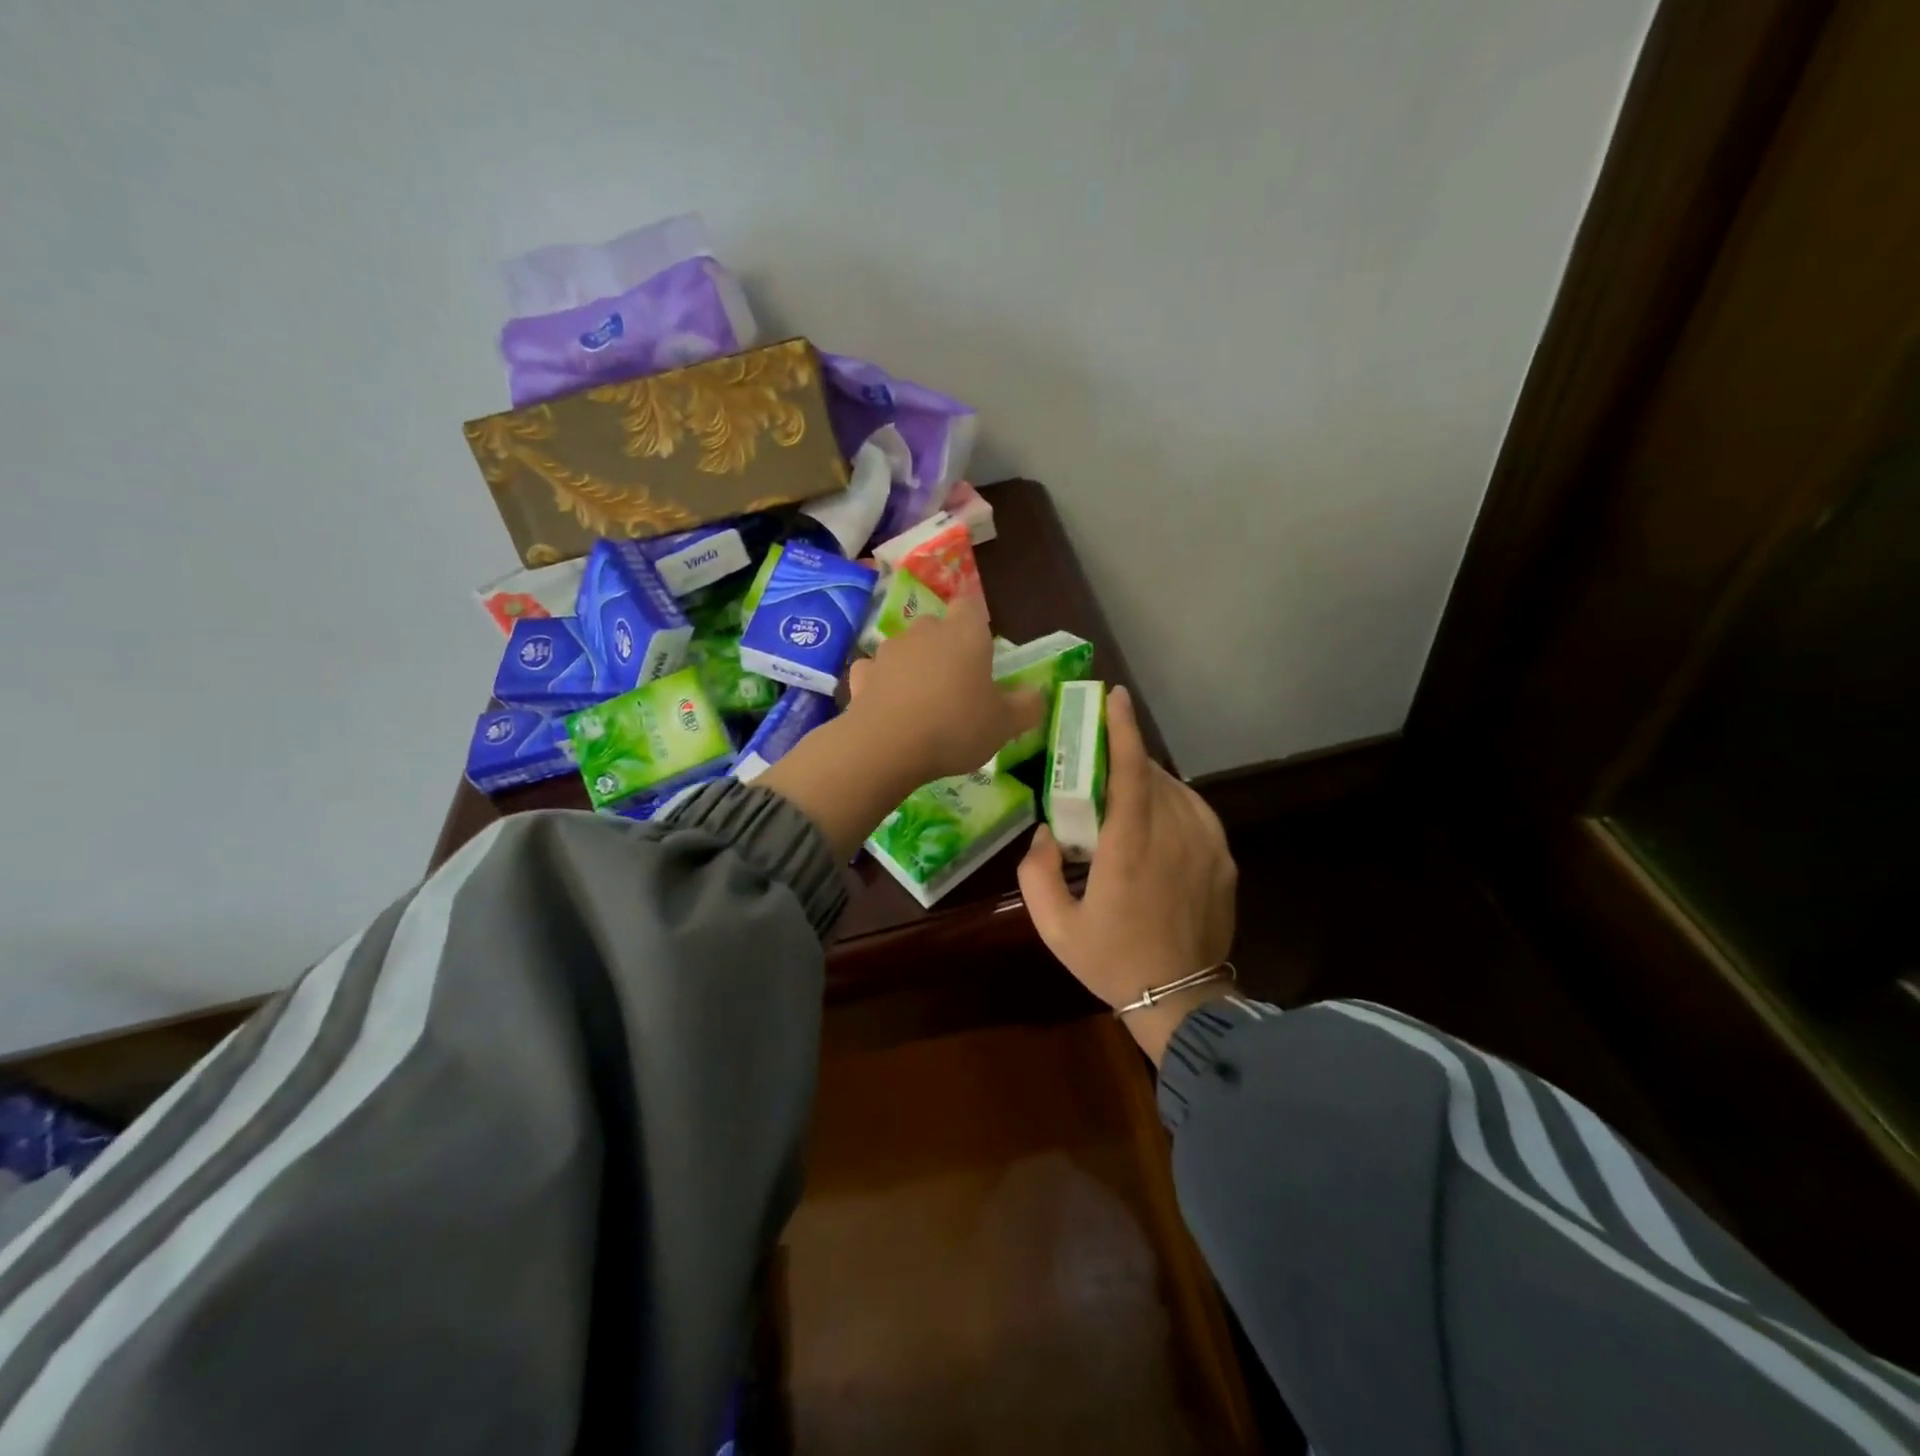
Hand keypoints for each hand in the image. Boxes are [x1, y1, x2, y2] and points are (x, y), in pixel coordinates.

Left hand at [756, 593, 1043, 863]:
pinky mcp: (861, 675)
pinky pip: (876, 672)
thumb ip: (1027, 706)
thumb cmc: (955, 727)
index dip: (976, 624)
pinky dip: (882, 684)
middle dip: (945, 648)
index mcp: (964, 634)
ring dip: (914, 667)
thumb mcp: (1005, 725)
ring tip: (923, 702)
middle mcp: (925, 632)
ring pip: (906, 649)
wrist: (886, 747)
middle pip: (937, 627)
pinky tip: (890, 708)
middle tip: (957, 684)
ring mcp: (888, 651)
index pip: (971, 606)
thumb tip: (1035, 694)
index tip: (982, 652)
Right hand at [1018, 686, 1237, 1064]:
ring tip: (1126, 789)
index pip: (1131, 771)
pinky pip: (1197, 813)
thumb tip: (1045, 832)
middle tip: (1102, 755)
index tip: (1114, 697)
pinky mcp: (1224, 862)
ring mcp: (1207, 848)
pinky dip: (1174, 801)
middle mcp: (1174, 837)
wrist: (1181, 1000)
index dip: (1123, 729)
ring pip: (1178, 791)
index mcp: (1129, 847)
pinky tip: (1158, 816)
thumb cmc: (1112, 961)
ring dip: (1151, 779)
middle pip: (1154, 774)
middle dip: (1129, 754)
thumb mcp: (1054, 926)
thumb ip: (1036, 872)